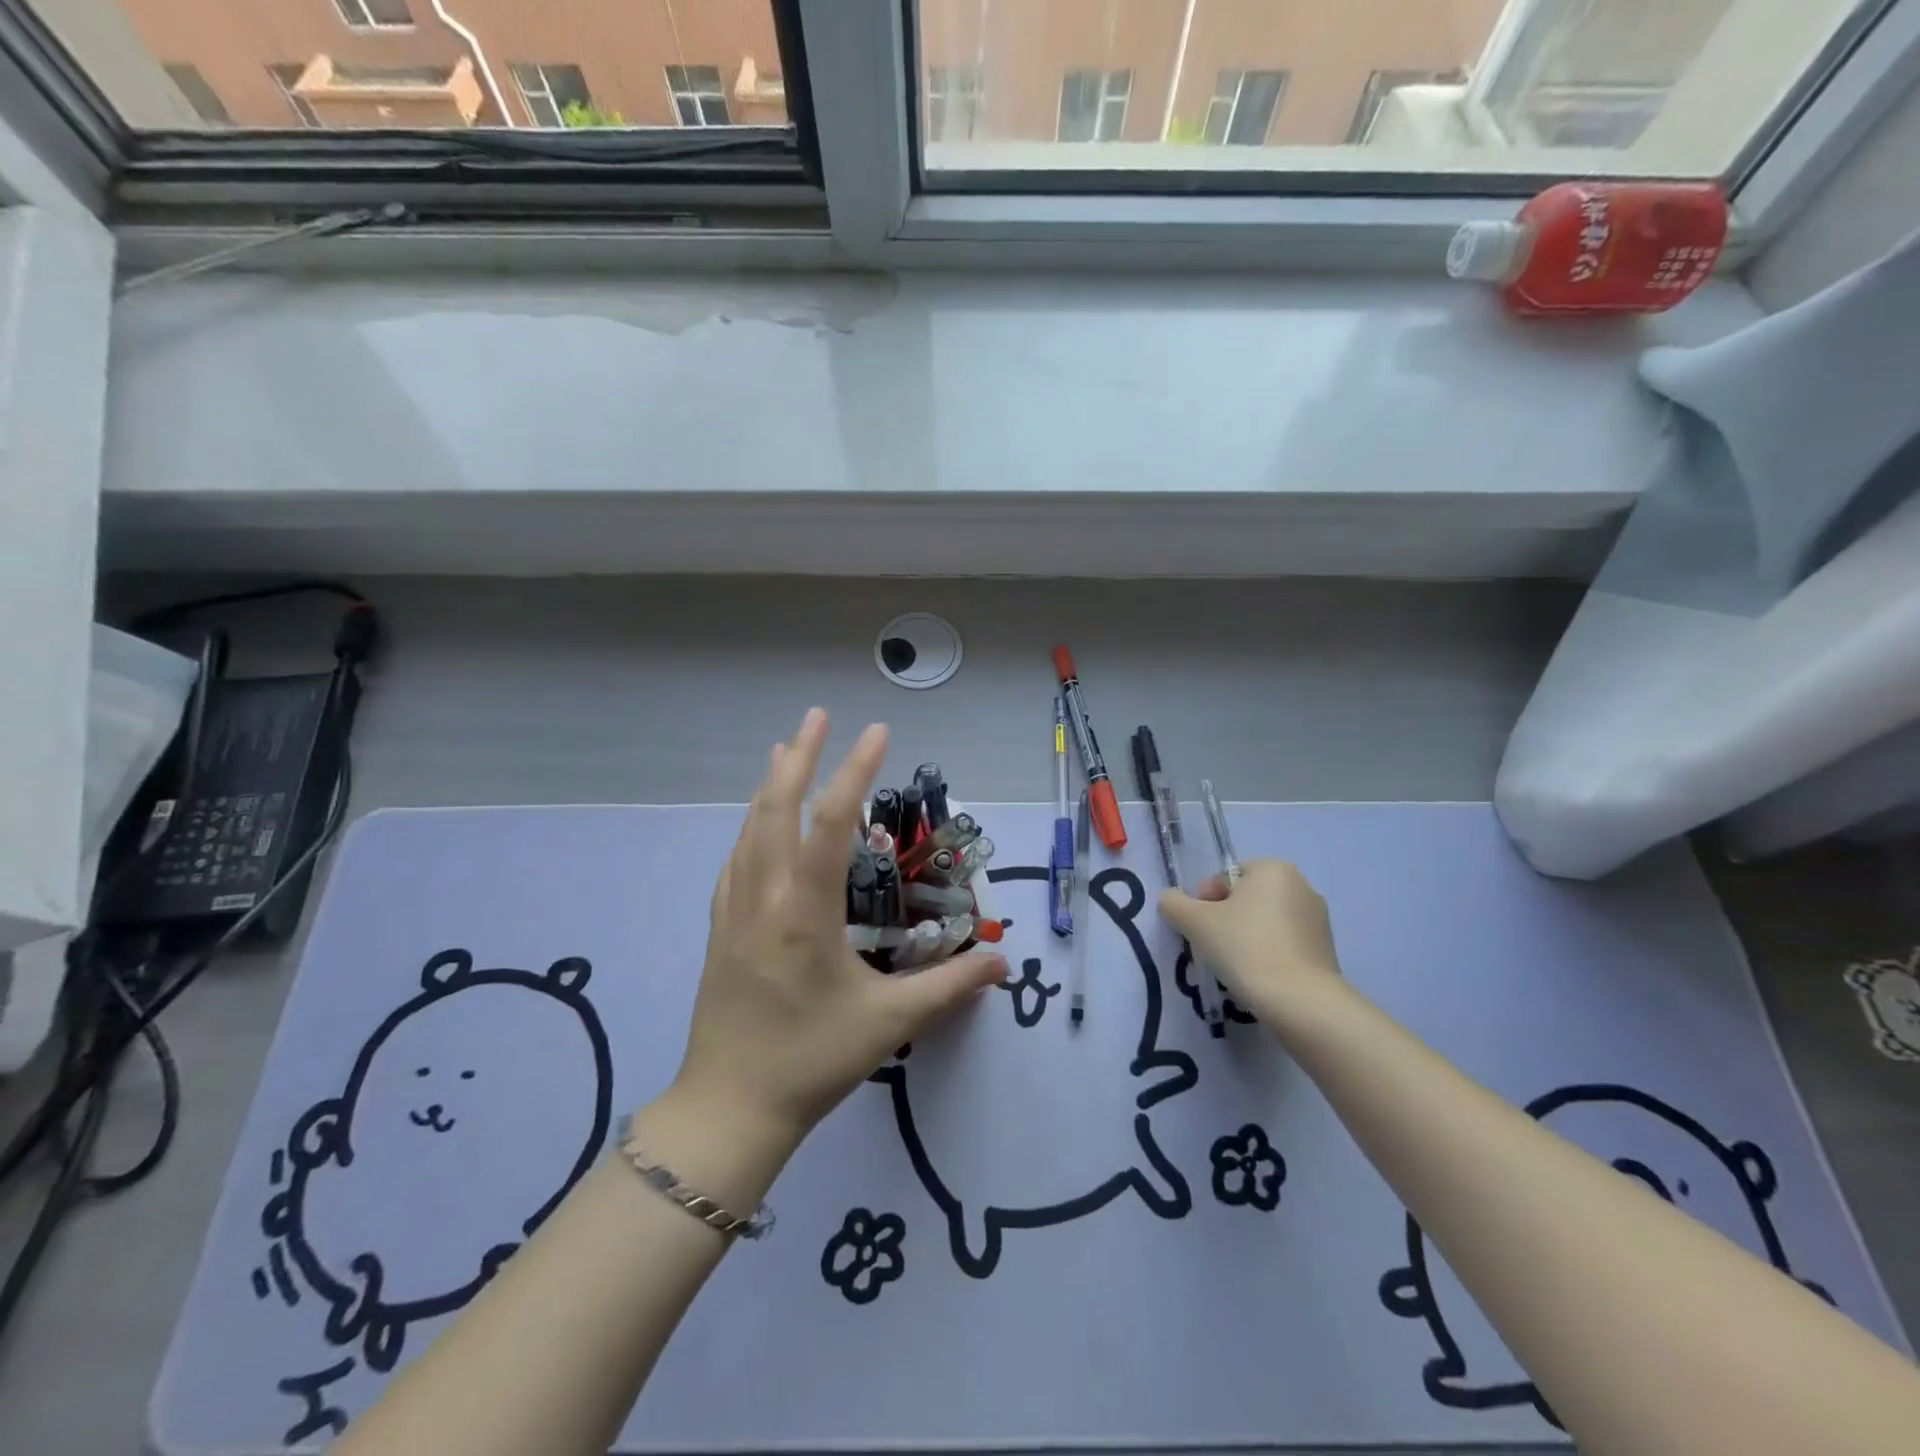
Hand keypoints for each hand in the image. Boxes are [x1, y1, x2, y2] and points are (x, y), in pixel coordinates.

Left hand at [669, 709, 1008, 1152]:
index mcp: (804, 911)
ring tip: (785, 750)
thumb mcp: (889, 1023)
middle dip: (799, 757)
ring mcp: (734, 911)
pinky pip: (735, 860)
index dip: (856, 772)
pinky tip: (756, 824)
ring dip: (770, 785)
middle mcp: (764, 897)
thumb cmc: (811, 1062)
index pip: (832, 823)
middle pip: (777, 808)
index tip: (876, 731)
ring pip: (749, 829)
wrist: (728, 1109)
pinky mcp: (719, 930)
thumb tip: (1003, 962)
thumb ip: (950, 987)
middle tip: (818, 716)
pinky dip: (750, 826)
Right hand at [1159, 860, 1340, 1019]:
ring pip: (1264, 924)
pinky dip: (1267, 956)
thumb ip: (1174, 904)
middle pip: (1245, 900)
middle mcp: (1301, 886)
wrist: (1300, 1001)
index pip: (1224, 878)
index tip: (1198, 929)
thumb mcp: (1194, 922)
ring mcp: (1317, 920)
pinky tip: (1257, 978)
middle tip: (1210, 948)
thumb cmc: (1245, 947)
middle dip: (1224, 921)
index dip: (1203, 902)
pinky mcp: (1325, 951)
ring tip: (1233, 967)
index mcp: (1273, 869)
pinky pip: (1284, 945)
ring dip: (1244, 939)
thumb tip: (1170, 900)